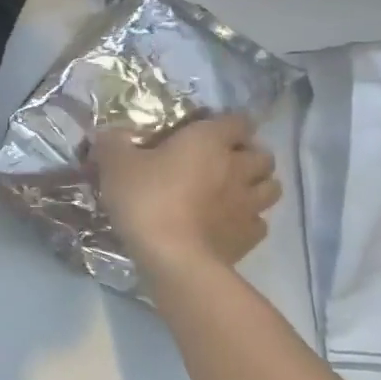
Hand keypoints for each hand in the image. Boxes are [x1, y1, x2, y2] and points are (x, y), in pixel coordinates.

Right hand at [94, 112, 281, 283]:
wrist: (174, 259)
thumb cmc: (147, 199)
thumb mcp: (115, 164)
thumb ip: (113, 142)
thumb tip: (109, 133)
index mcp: (209, 141)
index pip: (237, 120)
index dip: (226, 123)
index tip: (207, 130)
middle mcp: (237, 168)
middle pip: (263, 154)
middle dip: (248, 154)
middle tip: (223, 161)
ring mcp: (249, 205)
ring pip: (271, 187)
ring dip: (257, 185)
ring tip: (233, 191)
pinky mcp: (250, 238)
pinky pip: (259, 222)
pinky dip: (249, 219)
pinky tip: (227, 223)